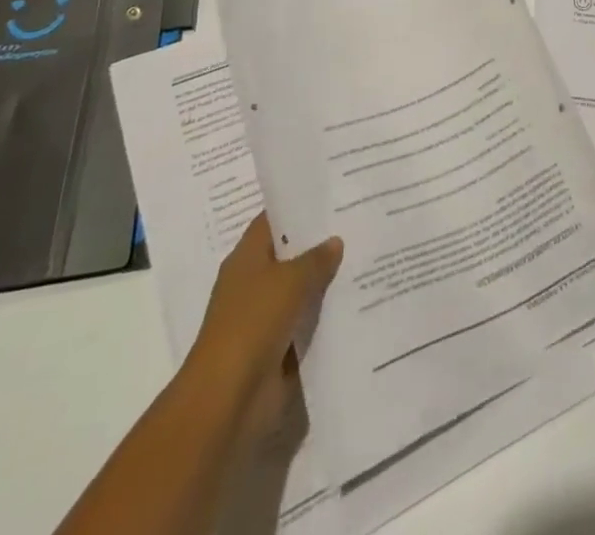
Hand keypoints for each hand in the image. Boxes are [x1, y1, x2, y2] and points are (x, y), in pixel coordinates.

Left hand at [183, 214, 342, 436]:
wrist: (228, 400)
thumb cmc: (253, 323)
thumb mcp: (290, 280)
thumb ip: (316, 258)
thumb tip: (335, 241)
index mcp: (247, 257)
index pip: (274, 220)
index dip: (299, 206)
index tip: (333, 195)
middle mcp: (253, 283)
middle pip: (290, 255)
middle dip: (320, 244)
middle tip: (359, 223)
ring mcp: (264, 318)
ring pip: (301, 291)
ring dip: (326, 283)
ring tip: (367, 259)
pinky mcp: (277, 350)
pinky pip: (306, 325)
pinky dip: (326, 318)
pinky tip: (357, 303)